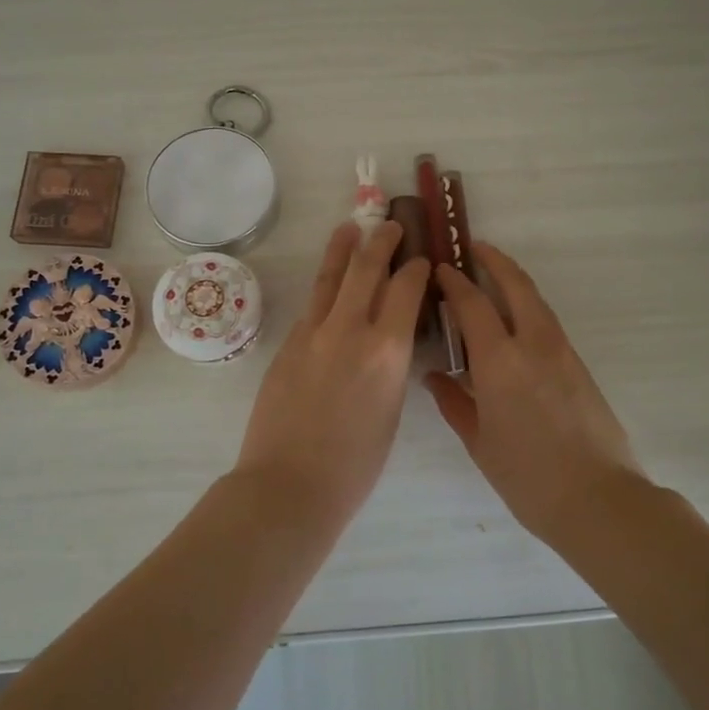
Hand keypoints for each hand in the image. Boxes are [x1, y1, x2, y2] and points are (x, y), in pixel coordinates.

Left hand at [234, 221, 430, 518]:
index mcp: (386, 351)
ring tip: (350, 228)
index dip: (415, 269)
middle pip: (367, 269)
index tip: (420, 260)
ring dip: (343, 248)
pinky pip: (311, 305)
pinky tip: (328, 281)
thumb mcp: (390, 410)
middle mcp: (350, 330)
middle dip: (381, 242)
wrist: (289, 484)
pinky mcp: (288, 343)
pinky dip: (324, 285)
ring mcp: (313, 333)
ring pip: (330, 278)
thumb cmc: (354, 464)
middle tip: (389, 225)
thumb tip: (388, 341)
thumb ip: (390, 366)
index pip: (405, 290)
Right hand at [426, 242, 648, 539]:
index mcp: (499, 361)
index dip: (455, 282)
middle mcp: (532, 344)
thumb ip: (454, 402)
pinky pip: (548, 322)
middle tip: (475, 247)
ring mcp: (562, 352)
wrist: (598, 498)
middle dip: (494, 261)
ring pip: (536, 301)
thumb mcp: (479, 442)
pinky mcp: (580, 365)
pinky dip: (529, 307)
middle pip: (515, 285)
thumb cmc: (527, 476)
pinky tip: (516, 321)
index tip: (441, 269)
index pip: (473, 304)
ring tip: (495, 276)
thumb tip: (436, 376)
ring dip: (515, 281)